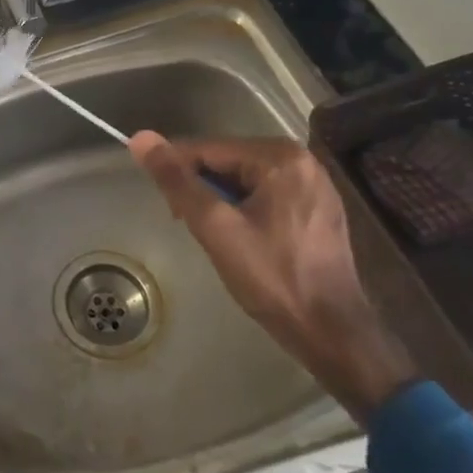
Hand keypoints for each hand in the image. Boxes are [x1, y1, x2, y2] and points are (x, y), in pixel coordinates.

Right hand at [128, 132, 418, 421]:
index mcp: (280, 156)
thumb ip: (177, 181)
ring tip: (211, 234)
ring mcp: (313, 184)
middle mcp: (302, 159)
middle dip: (200, 188)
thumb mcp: (215, 227)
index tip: (165, 205)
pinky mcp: (317, 208)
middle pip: (227, 161)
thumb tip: (141, 138)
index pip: (208, 149)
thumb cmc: (272, 278)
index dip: (177, 172)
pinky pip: (264, 194)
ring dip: (219, 200)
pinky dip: (242, 208)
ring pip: (243, 179)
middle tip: (187, 224)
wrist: (332, 334)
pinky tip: (237, 237)